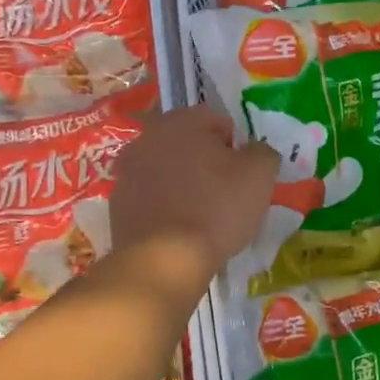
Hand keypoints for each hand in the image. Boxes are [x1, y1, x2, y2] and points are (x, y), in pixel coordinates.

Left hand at [110, 106, 278, 284]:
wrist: (164, 260)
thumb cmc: (216, 209)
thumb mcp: (259, 175)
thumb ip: (262, 152)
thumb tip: (255, 151)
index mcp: (180, 121)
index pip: (217, 120)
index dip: (236, 145)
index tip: (244, 174)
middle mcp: (147, 138)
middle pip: (187, 144)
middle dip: (206, 162)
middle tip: (226, 193)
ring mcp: (126, 171)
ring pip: (166, 170)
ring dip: (183, 183)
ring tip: (202, 214)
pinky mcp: (117, 204)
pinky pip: (150, 197)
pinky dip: (165, 206)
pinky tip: (179, 229)